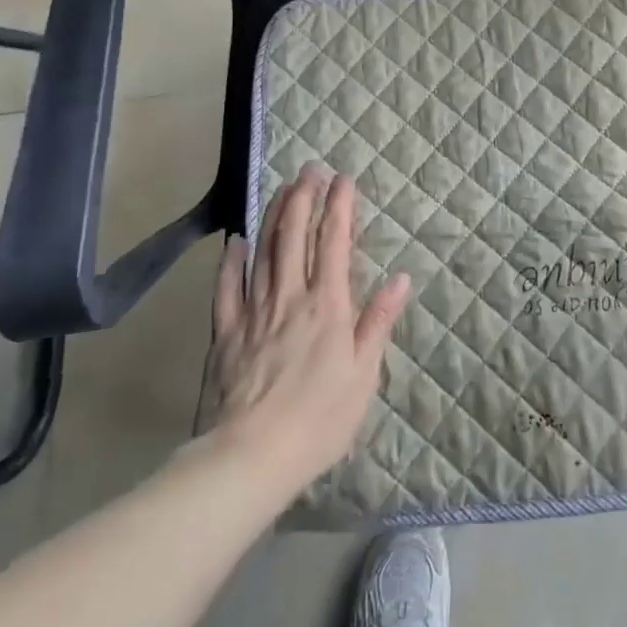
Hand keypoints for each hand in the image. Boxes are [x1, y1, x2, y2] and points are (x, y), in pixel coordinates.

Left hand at [207, 167, 411, 499]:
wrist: (252, 456)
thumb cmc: (319, 420)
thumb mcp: (364, 375)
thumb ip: (378, 322)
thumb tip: (400, 278)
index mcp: (328, 306)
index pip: (334, 243)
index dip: (340, 207)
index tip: (344, 178)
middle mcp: (290, 297)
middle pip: (295, 236)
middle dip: (304, 197)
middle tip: (310, 169)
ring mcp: (254, 311)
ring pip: (264, 251)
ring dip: (274, 216)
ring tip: (282, 188)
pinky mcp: (226, 332)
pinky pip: (227, 288)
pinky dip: (232, 261)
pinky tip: (236, 241)